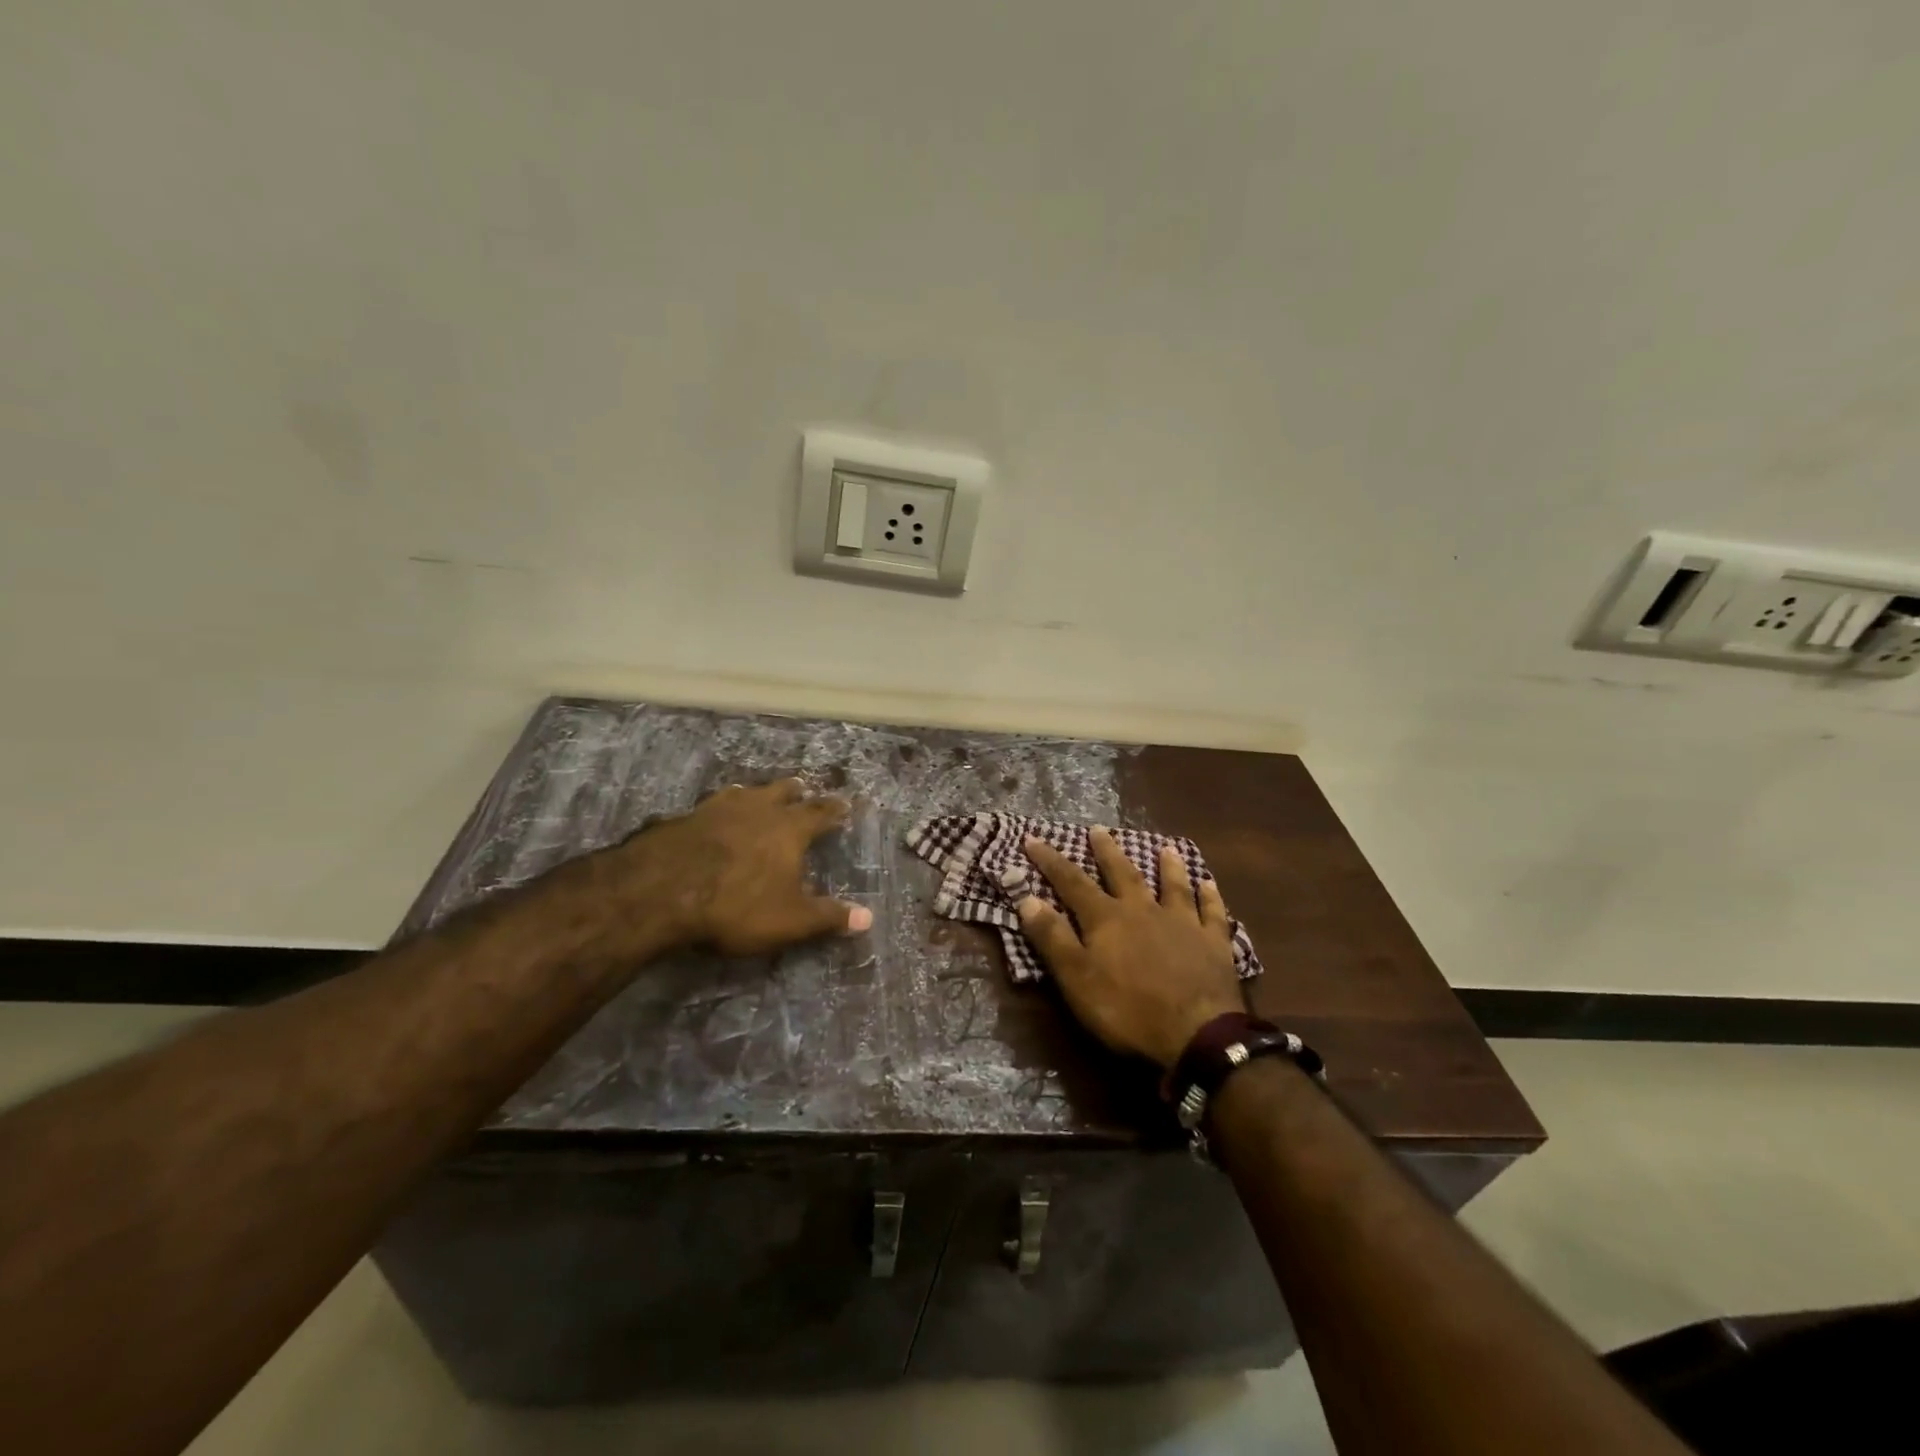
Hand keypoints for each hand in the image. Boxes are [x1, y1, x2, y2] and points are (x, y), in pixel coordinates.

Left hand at [614, 779, 872, 955]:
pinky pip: (711, 805)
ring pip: (746, 792)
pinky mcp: (685, 817)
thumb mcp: (790, 920)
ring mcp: (719, 809)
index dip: (834, 810)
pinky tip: (712, 814)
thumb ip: (828, 917)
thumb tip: (868, 918)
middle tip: (802, 788)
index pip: (820, 813)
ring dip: (757, 793)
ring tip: (758, 794)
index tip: (844, 805)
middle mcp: (758, 809)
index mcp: (789, 829)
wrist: (662, 890)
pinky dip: (720, 807)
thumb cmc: (737, 905)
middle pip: (782, 792)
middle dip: (795, 791)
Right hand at [1018, 829, 1244, 1069]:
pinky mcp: (1214, 943)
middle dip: (1107, 851)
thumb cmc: (1128, 1010)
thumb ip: (1052, 938)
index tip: (1033, 838)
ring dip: (1167, 867)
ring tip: (1165, 848)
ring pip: (1173, 886)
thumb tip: (1027, 898)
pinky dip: (1210, 897)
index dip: (1051, 860)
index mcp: (1107, 919)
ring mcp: (1183, 923)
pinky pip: (1212, 912)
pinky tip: (1209, 885)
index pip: (1072, 882)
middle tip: (1099, 829)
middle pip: (1122, 874)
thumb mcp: (1077, 978)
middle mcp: (1143, 910)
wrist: (1197, 1035)